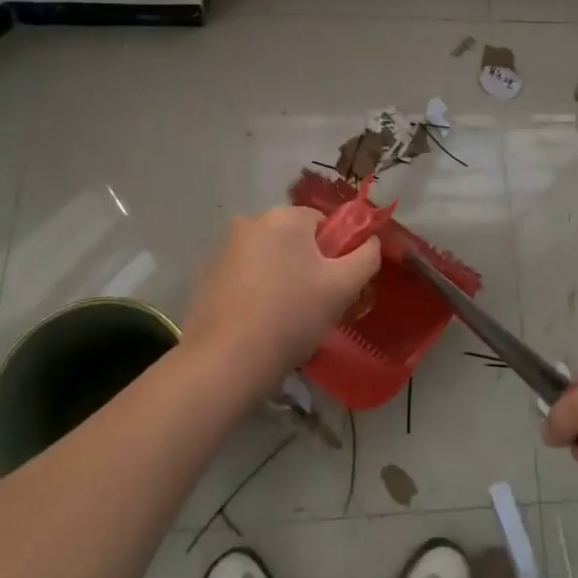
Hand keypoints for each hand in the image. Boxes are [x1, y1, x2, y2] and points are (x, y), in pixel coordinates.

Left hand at [184, 207, 380, 392]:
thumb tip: (370, 241)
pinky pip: (245, 275)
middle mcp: (252, 221)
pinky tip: (257, 323)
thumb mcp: (343, 287)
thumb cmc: (291, 316)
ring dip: (280, 277)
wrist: (226, 361)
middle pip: (294, 239)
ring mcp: (225, 248)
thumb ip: (366, 257)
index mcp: (285, 216)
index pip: (322, 224)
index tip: (333, 286)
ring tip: (284, 319)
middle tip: (313, 305)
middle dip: (306, 265)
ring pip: (268, 257)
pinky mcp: (208, 275)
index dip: (334, 254)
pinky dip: (255, 291)